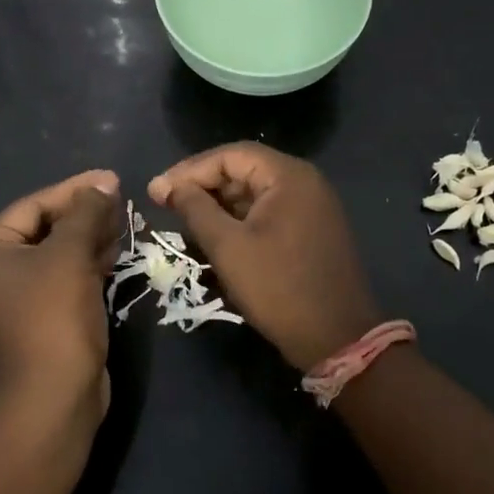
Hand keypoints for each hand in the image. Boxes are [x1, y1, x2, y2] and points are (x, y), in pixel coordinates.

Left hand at [0, 170, 121, 429]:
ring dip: (91, 238)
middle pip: (45, 230)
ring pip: (60, 256)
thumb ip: (86, 213)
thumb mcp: (69, 256)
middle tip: (121, 201)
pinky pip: (68, 281)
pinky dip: (91, 266)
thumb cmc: (51, 318)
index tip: (111, 180)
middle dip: (84, 214)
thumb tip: (104, 183)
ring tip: (124, 223)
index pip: (32, 207)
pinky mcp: (46, 323)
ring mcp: (21, 302)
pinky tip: (116, 255)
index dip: (73, 190)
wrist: (51, 402)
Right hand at [149, 144, 378, 371]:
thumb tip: (168, 185)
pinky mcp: (312, 229)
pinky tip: (215, 233)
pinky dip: (240, 218)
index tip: (157, 190)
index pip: (230, 155)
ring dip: (219, 202)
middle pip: (244, 169)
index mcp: (289, 176)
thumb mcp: (228, 247)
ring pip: (255, 192)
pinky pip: (269, 211)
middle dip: (203, 185)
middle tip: (165, 203)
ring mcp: (312, 206)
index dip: (190, 169)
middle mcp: (305, 182)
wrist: (337, 338)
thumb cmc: (278, 288)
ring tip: (184, 218)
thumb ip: (196, 209)